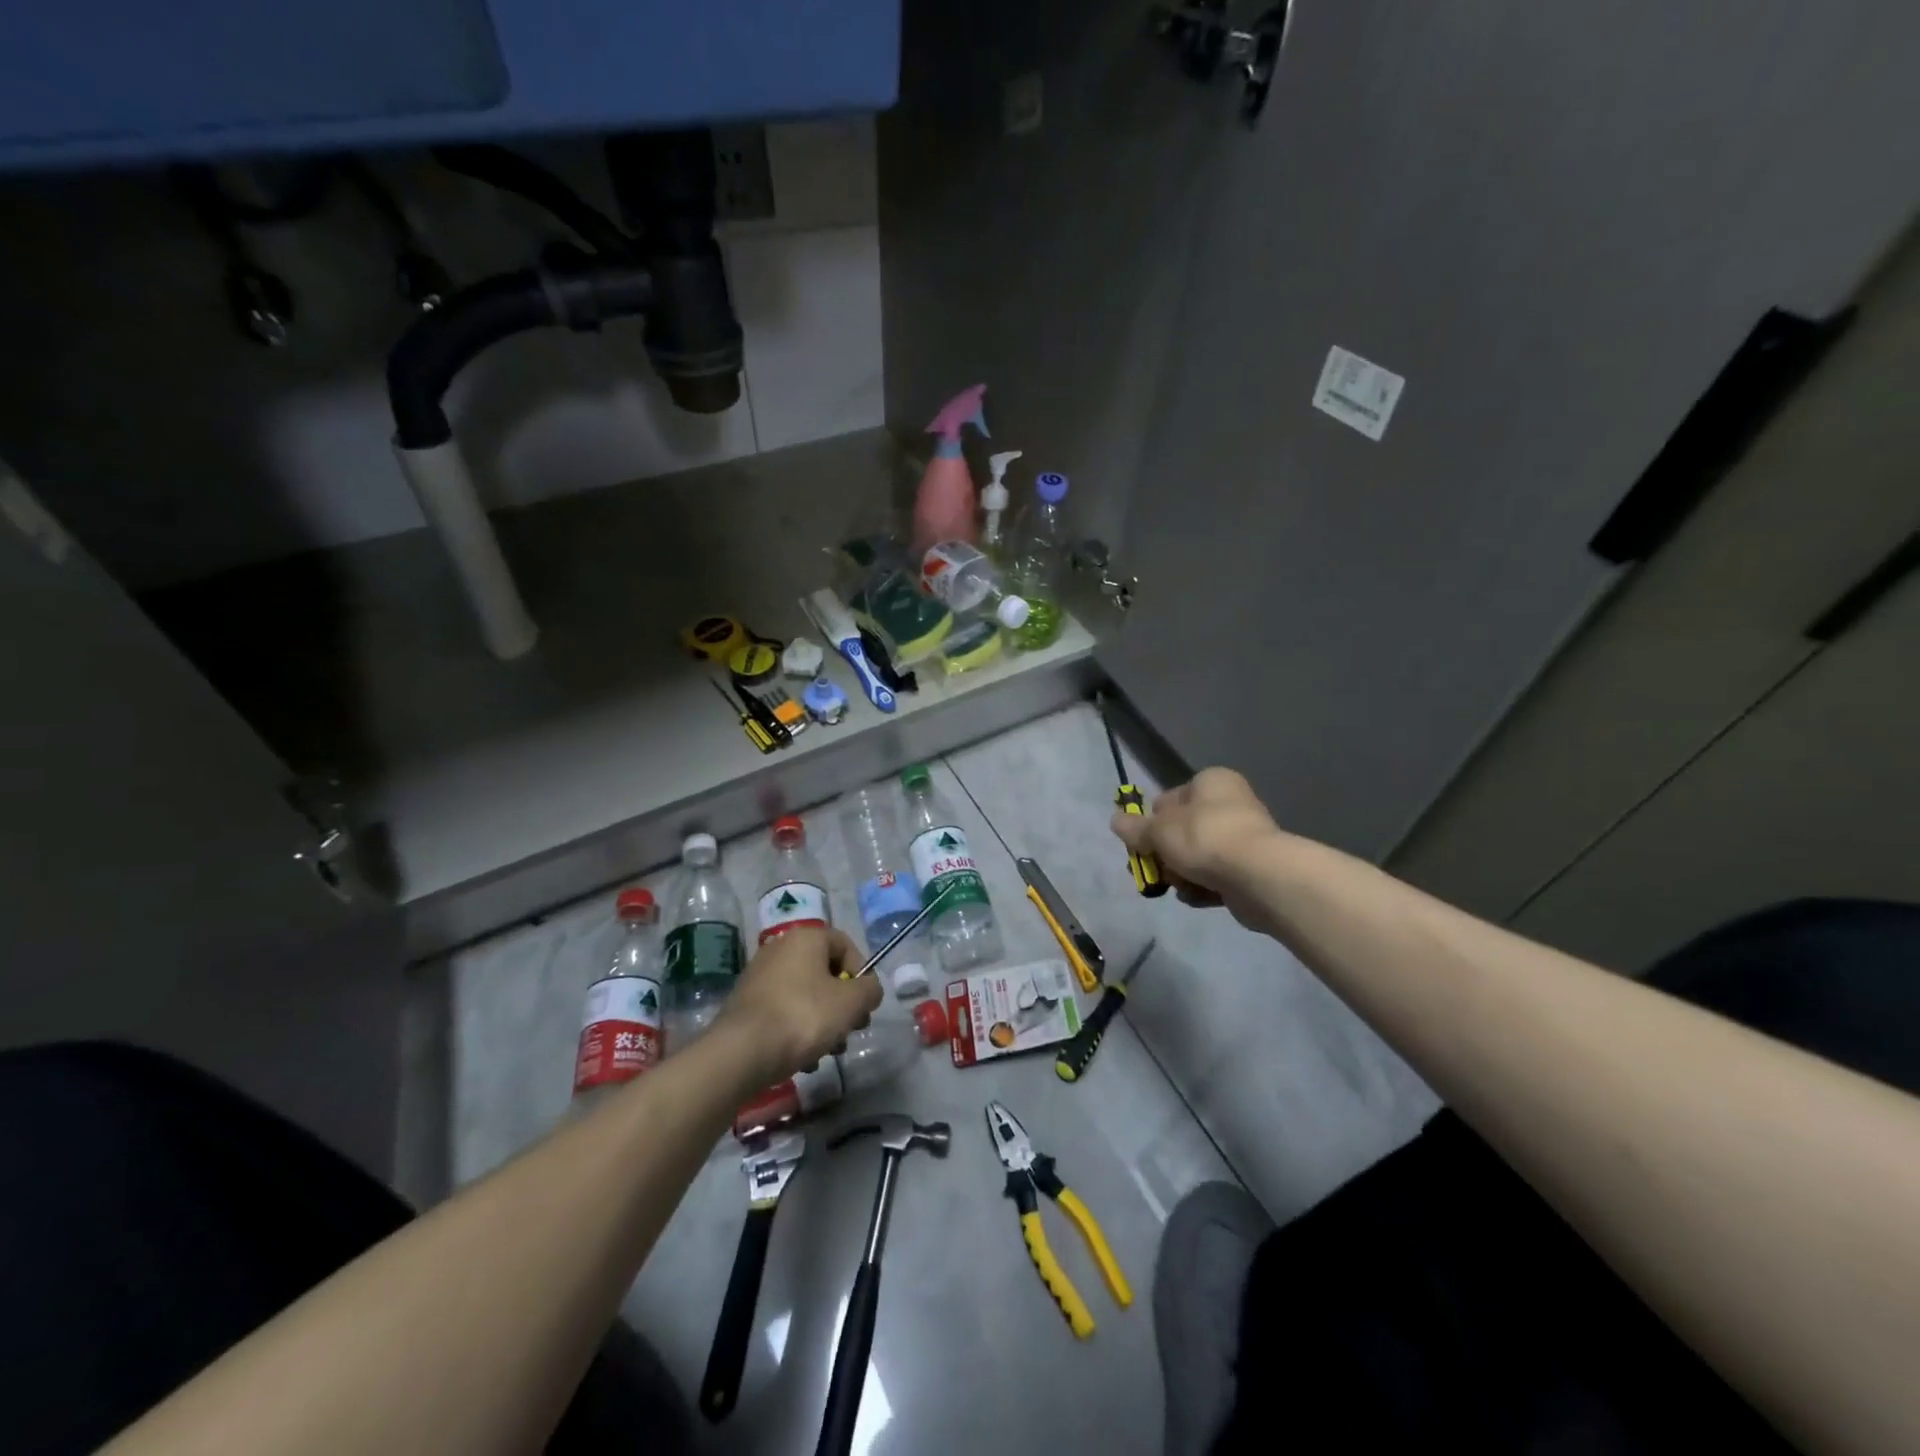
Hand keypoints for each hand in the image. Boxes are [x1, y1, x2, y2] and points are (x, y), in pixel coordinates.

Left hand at [716, 927, 882, 1083]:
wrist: (742, 1052)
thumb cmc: (804, 1016)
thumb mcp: (851, 1003)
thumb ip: (870, 990)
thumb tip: (869, 989)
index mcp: (806, 937)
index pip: (845, 945)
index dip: (862, 973)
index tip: (864, 1004)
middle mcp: (780, 948)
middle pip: (825, 972)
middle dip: (843, 1004)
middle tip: (850, 1031)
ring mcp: (759, 975)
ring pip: (805, 994)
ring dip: (822, 1021)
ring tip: (827, 1052)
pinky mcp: (746, 1003)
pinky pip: (782, 1011)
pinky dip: (796, 1030)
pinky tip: (802, 1059)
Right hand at [1111, 767, 1282, 928]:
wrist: (1257, 876)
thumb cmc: (1204, 838)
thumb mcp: (1158, 830)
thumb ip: (1134, 828)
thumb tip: (1115, 820)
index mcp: (1211, 782)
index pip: (1169, 799)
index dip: (1152, 822)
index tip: (1141, 844)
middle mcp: (1230, 803)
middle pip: (1182, 830)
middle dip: (1164, 854)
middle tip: (1150, 871)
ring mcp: (1244, 837)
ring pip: (1197, 856)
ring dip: (1181, 873)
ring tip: (1176, 886)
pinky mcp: (1251, 869)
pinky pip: (1216, 877)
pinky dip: (1202, 888)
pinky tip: (1194, 897)